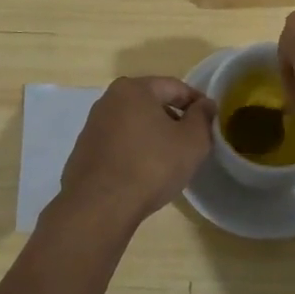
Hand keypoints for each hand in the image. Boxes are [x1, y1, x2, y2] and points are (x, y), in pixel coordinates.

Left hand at [53, 77, 215, 232]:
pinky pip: (118, 143)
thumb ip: (202, 117)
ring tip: (169, 160)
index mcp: (133, 89)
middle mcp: (108, 100)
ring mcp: (93, 126)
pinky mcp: (84, 151)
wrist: (99, 207)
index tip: (210, 120)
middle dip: (173, 119)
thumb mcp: (191, 141)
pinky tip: (143, 173)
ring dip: (153, 135)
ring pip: (134, 124)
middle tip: (191, 142)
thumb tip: (205, 104)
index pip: (174, 87)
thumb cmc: (151, 166)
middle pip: (151, 103)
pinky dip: (134, 151)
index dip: (196, 102)